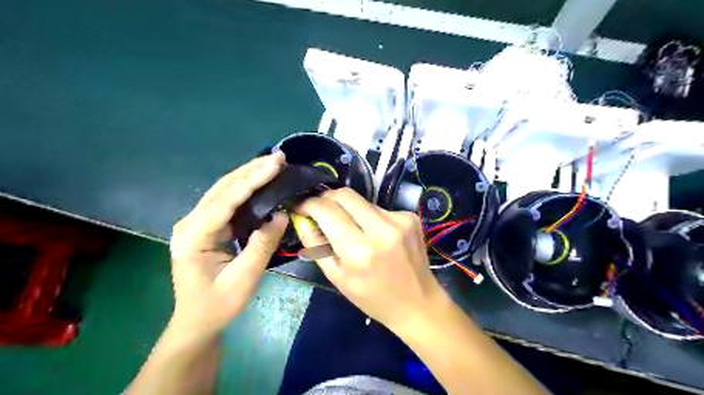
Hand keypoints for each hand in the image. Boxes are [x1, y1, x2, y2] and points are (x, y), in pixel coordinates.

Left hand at [170, 152, 288, 337]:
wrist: (196, 323)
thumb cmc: (217, 305)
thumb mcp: (243, 279)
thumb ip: (261, 245)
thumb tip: (281, 215)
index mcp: (193, 236)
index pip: (226, 200)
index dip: (252, 180)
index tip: (275, 164)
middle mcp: (190, 223)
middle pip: (222, 188)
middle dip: (251, 170)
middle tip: (278, 157)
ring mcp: (196, 223)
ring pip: (223, 191)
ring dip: (248, 175)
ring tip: (271, 163)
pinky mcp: (206, 227)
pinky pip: (226, 201)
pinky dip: (245, 188)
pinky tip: (259, 181)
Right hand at [296, 187, 444, 329]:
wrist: (418, 302)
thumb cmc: (373, 297)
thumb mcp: (337, 278)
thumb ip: (315, 246)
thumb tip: (302, 219)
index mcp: (359, 250)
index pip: (326, 210)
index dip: (309, 204)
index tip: (301, 207)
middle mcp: (381, 228)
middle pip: (344, 194)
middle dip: (326, 198)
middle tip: (320, 210)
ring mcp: (399, 219)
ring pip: (361, 200)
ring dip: (348, 209)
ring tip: (350, 228)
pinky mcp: (410, 216)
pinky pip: (379, 208)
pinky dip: (369, 216)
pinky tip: (374, 234)